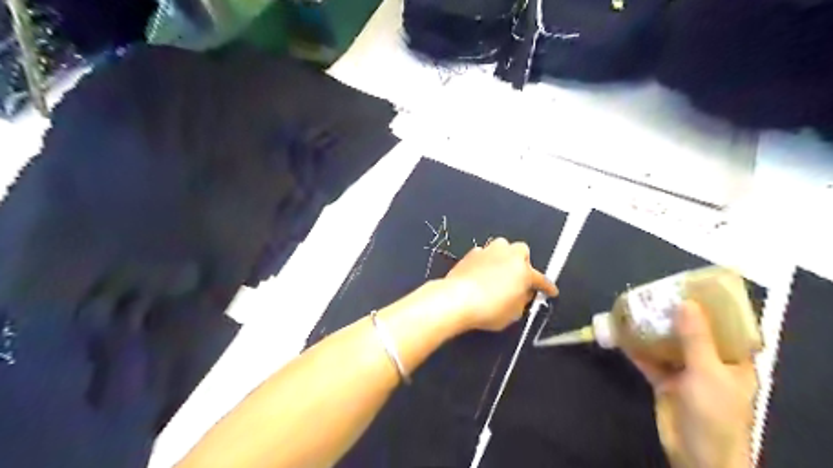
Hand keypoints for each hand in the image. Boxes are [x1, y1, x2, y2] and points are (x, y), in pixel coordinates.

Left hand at [438, 238, 554, 331]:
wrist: (457, 298)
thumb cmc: (489, 309)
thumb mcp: (513, 313)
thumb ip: (522, 300)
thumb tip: (523, 293)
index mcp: (523, 271)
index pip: (541, 279)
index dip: (547, 287)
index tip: (551, 292)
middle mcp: (508, 255)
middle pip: (522, 251)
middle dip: (522, 262)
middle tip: (518, 278)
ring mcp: (489, 251)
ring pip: (502, 247)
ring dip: (504, 257)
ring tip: (499, 272)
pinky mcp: (472, 253)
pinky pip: (484, 254)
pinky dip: (486, 261)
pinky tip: (481, 273)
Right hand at [629, 302, 758, 466]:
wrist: (695, 455)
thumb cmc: (713, 413)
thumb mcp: (707, 372)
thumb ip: (695, 338)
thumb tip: (685, 303)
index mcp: (732, 361)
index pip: (726, 328)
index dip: (711, 308)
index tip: (691, 288)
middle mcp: (709, 363)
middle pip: (691, 333)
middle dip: (673, 315)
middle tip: (655, 294)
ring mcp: (685, 373)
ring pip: (667, 345)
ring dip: (651, 330)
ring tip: (635, 308)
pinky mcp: (664, 382)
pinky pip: (649, 360)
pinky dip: (635, 349)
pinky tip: (621, 334)